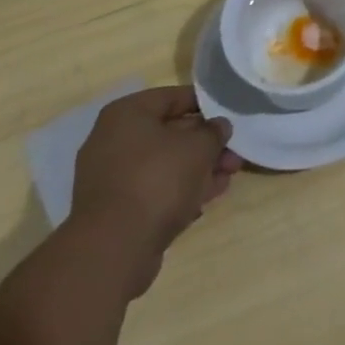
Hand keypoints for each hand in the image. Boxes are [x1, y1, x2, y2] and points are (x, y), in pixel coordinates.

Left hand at [67, 86, 240, 296]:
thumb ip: (214, 132)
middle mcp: (113, 140)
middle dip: (205, 144)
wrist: (114, 248)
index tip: (228, 115)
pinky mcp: (115, 210)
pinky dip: (179, 191)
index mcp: (127, 114)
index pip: (172, 97)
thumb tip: (219, 126)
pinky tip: (206, 199)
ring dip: (197, 169)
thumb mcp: (198, 148)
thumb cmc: (157, 180)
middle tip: (233, 154)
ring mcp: (111, 177)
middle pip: (169, 134)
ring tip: (228, 177)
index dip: (204, 104)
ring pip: (163, 165)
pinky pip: (153, 190)